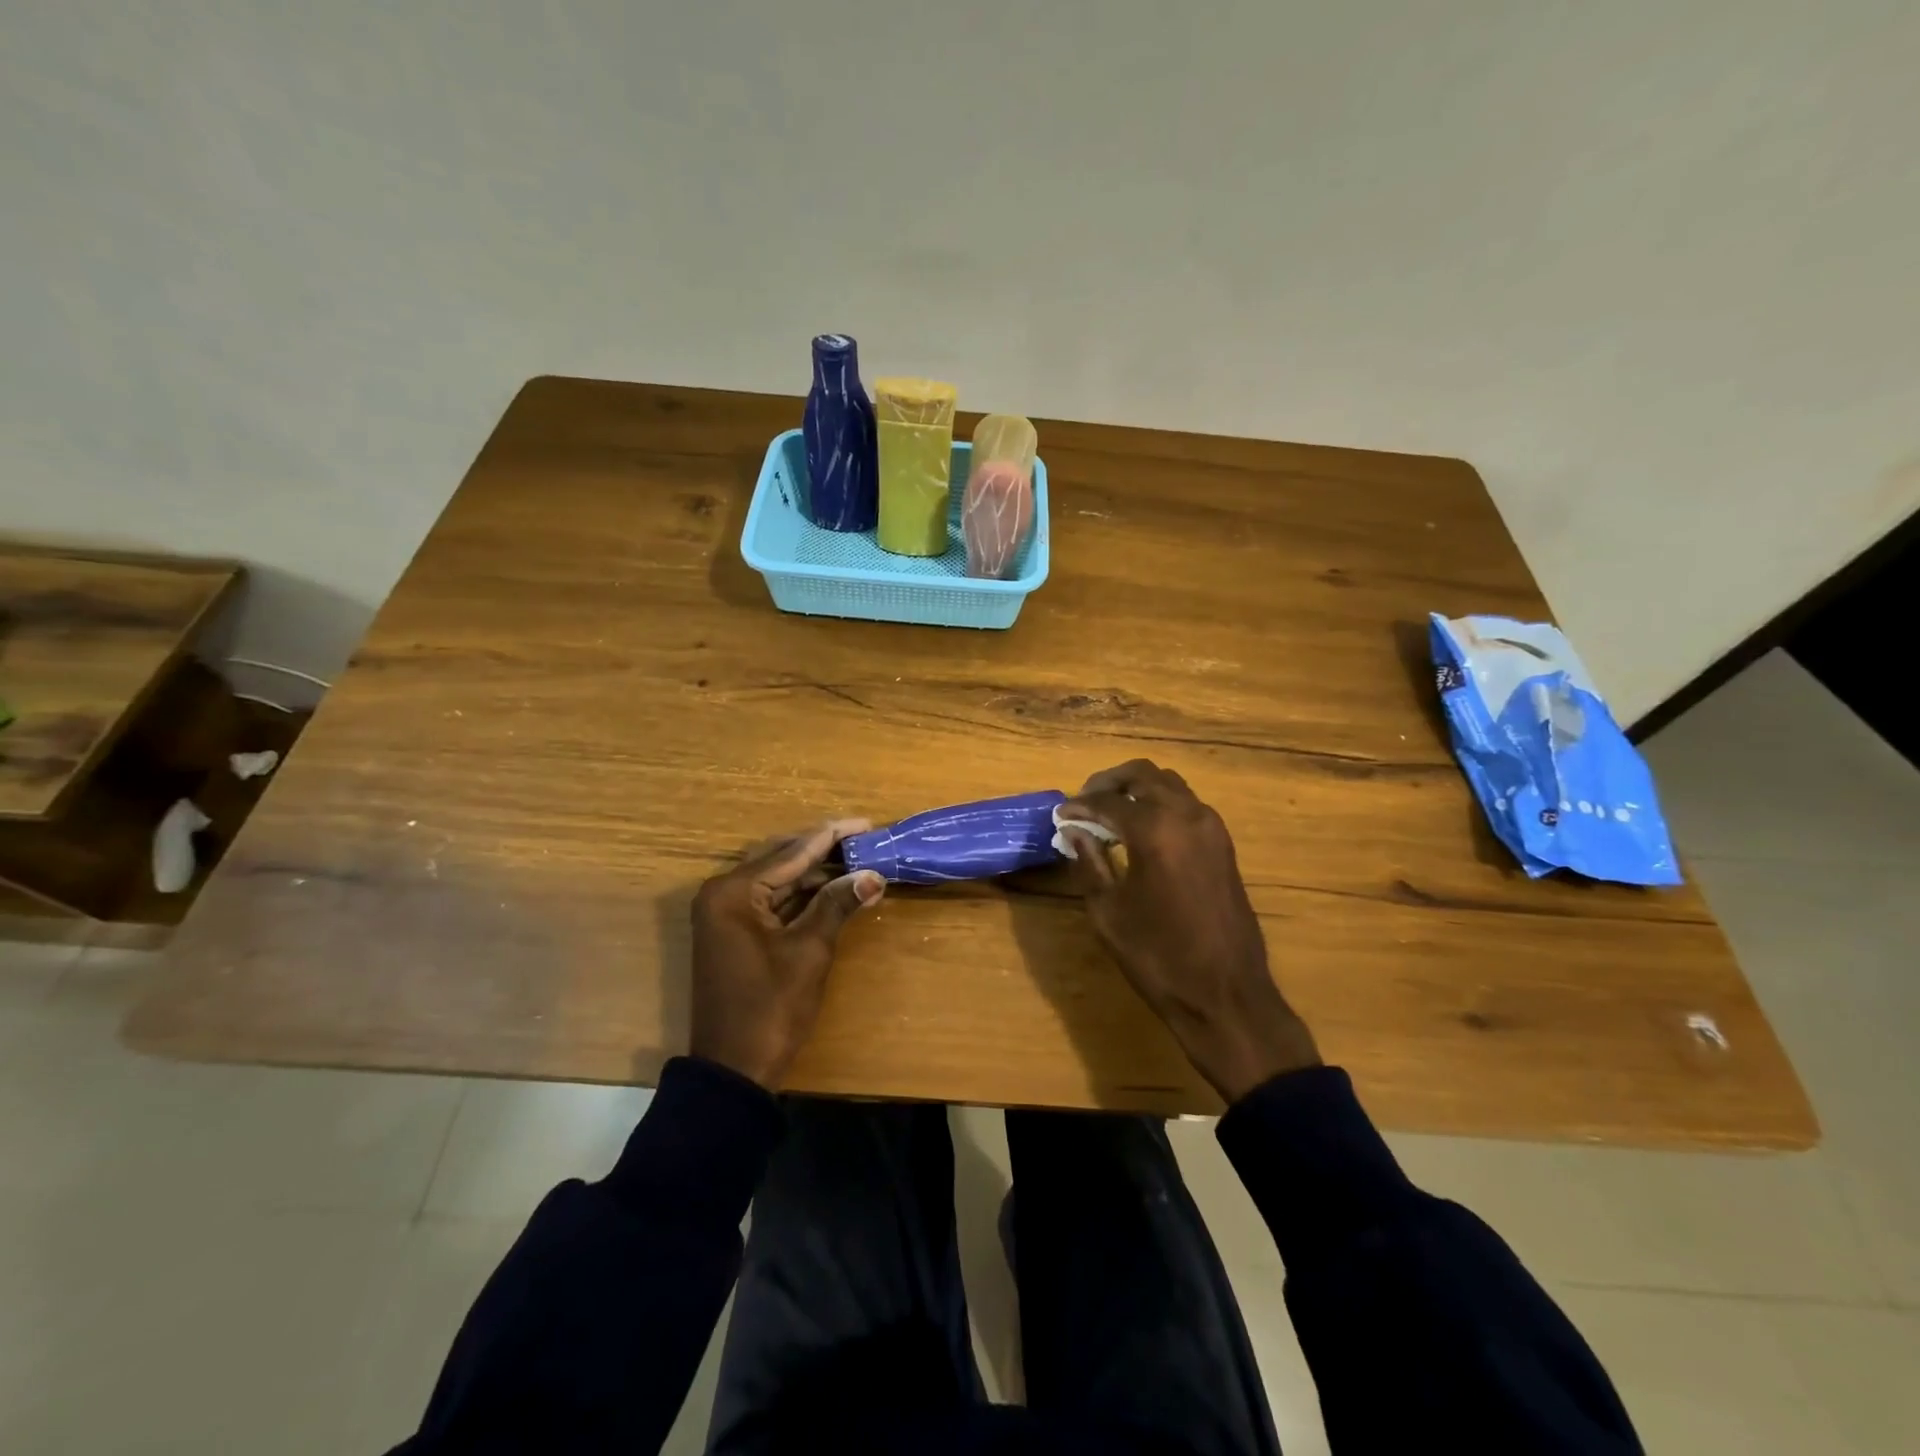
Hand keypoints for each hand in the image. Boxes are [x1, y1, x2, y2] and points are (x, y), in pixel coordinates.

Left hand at [690, 818, 885, 1088]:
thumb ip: (838, 904)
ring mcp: (725, 914)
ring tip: (858, 862)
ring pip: (778, 880)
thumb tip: (874, 875)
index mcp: (734, 892)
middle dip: (825, 851)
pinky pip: (771, 901)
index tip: (867, 823)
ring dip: (816, 873)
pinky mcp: (733, 932)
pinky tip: (833, 889)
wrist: (733, 1071)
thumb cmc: (770, 1008)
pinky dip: (802, 895)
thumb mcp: (809, 951)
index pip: (792, 852)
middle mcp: (723, 893)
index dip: (833, 836)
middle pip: (782, 859)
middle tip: (866, 841)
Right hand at [1059, 760, 1319, 1102]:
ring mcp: (1211, 827)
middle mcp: (1187, 815)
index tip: (1060, 815)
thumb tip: (1074, 832)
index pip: (1108, 801)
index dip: (1080, 806)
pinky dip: (1160, 804)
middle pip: (1144, 775)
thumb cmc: (1158, 957)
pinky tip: (1141, 831)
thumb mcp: (1108, 912)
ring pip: (1169, 785)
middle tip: (1085, 802)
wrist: (1226, 994)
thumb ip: (1089, 863)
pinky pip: (1187, 805)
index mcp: (1156, 830)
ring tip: (1110, 813)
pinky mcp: (1223, 844)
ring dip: (1138, 789)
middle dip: (1109, 783)